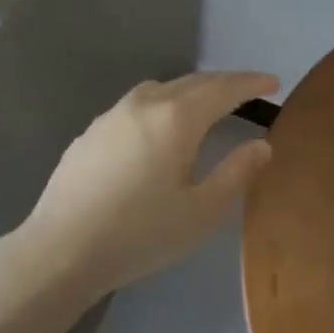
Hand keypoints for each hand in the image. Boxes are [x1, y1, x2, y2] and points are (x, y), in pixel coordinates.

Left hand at [20, 71, 277, 303]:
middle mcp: (144, 103)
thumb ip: (236, 173)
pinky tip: (158, 131)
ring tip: (206, 107)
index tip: (273, 82)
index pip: (223, 89)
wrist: (60, 250)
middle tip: (248, 90)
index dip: (251, 83)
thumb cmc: (140, 234)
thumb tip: (262, 146)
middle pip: (193, 82)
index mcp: (176, 118)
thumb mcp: (201, 212)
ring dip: (190, 91)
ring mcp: (112, 115)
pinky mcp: (91, 132)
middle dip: (224, 83)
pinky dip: (161, 105)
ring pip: (161, 89)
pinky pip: (136, 105)